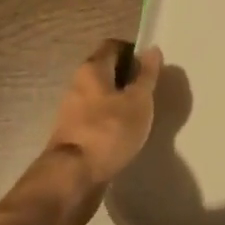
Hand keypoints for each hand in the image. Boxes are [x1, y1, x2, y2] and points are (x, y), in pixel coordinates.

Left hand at [43, 39, 161, 224]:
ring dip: (119, 100)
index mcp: (92, 69)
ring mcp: (72, 110)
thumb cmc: (109, 131)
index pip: (113, 46)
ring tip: (141, 113)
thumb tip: (152, 49)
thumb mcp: (138, 100)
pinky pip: (95, 117)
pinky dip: (110, 120)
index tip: (151, 66)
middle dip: (128, 77)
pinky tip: (125, 133)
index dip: (133, 51)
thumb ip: (147, 75)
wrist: (72, 178)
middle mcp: (78, 84)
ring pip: (100, 95)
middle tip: (150, 90)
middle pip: (106, 70)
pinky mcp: (73, 134)